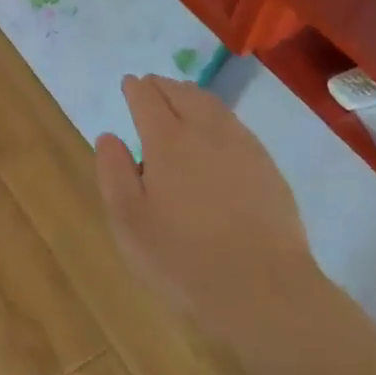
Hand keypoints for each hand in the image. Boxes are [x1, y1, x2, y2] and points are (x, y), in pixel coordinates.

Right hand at [94, 75, 318, 345]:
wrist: (265, 290)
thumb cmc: (184, 259)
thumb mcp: (129, 222)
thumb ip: (114, 173)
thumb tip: (108, 137)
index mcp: (167, 141)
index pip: (147, 99)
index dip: (135, 89)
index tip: (129, 84)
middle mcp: (205, 132)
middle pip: (182, 93)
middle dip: (163, 85)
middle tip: (151, 84)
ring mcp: (242, 146)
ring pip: (212, 105)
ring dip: (191, 94)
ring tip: (181, 96)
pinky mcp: (267, 166)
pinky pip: (235, 124)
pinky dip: (217, 114)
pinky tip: (217, 128)